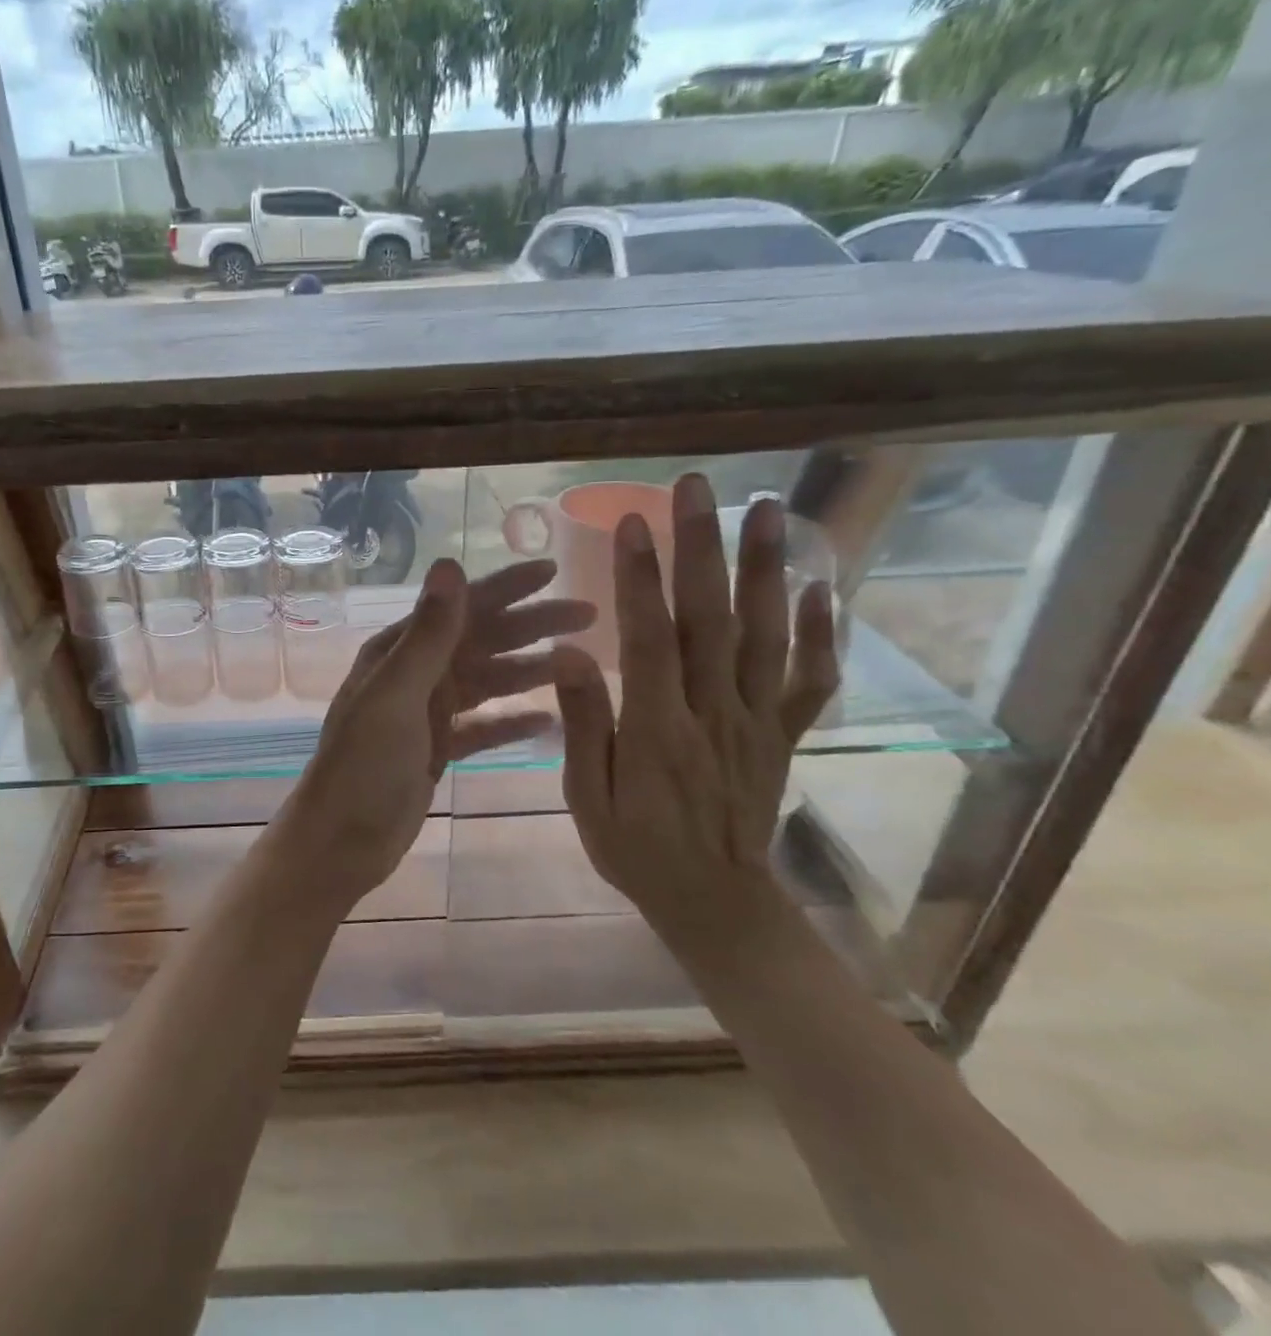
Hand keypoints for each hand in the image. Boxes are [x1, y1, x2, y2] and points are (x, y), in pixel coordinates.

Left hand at [278, 557, 594, 914]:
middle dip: (533, 625)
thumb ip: (428, 634)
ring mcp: (427, 712)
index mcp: (400, 652)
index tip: (553, 570)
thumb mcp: (397, 694)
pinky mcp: (438, 748)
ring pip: (488, 681)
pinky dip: (512, 720)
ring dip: (530, 671)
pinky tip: (549, 719)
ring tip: (580, 665)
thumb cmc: (364, 766)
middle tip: (590, 616)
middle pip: (483, 640)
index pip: (461, 607)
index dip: (507, 587)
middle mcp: (415, 673)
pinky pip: (484, 725)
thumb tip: (451, 563)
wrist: (341, 840)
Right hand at [552, 474, 839, 956]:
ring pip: (763, 636)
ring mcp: (757, 722)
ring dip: (765, 569)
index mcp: (659, 730)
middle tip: (697, 488)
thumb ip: (585, 725)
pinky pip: (808, 680)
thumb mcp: (588, 799)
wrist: (715, 902)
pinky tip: (819, 587)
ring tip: (766, 509)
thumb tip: (570, 654)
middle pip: (711, 620)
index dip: (641, 578)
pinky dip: (817, 633)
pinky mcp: (781, 734)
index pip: (650, 640)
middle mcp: (715, 714)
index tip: (632, 522)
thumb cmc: (637, 848)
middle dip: (702, 548)